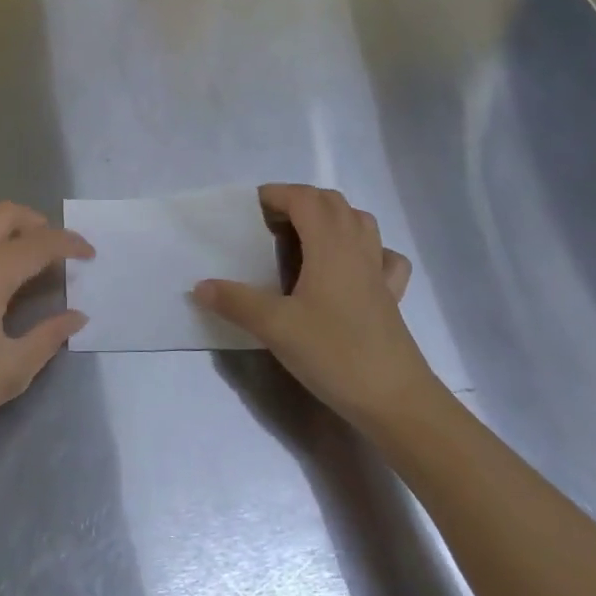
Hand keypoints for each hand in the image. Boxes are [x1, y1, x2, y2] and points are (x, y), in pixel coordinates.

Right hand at [194, 184, 442, 434]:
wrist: (395, 400)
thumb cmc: (334, 353)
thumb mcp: (275, 327)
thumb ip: (236, 301)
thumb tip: (200, 286)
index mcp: (330, 246)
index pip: (304, 199)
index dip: (277, 195)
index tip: (249, 209)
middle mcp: (358, 249)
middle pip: (332, 203)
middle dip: (300, 201)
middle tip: (269, 223)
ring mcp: (378, 272)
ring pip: (359, 223)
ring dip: (331, 217)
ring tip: (303, 238)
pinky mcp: (390, 297)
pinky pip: (382, 256)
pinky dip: (365, 249)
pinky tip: (350, 268)